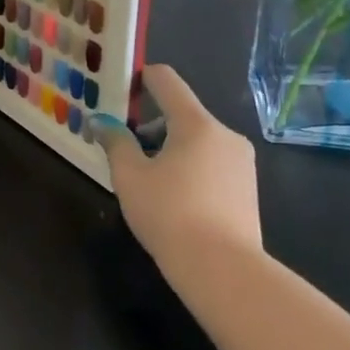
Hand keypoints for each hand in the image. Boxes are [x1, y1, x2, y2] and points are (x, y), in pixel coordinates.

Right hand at [92, 65, 261, 274]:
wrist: (224, 271)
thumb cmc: (170, 214)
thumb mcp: (129, 176)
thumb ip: (115, 141)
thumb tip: (101, 121)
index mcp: (196, 123)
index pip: (167, 80)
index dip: (141, 78)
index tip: (119, 89)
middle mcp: (225, 135)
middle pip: (181, 114)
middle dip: (150, 126)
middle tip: (124, 151)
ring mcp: (242, 163)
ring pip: (197, 141)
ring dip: (170, 149)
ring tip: (147, 181)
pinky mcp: (248, 189)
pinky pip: (211, 163)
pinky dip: (189, 168)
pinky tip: (173, 199)